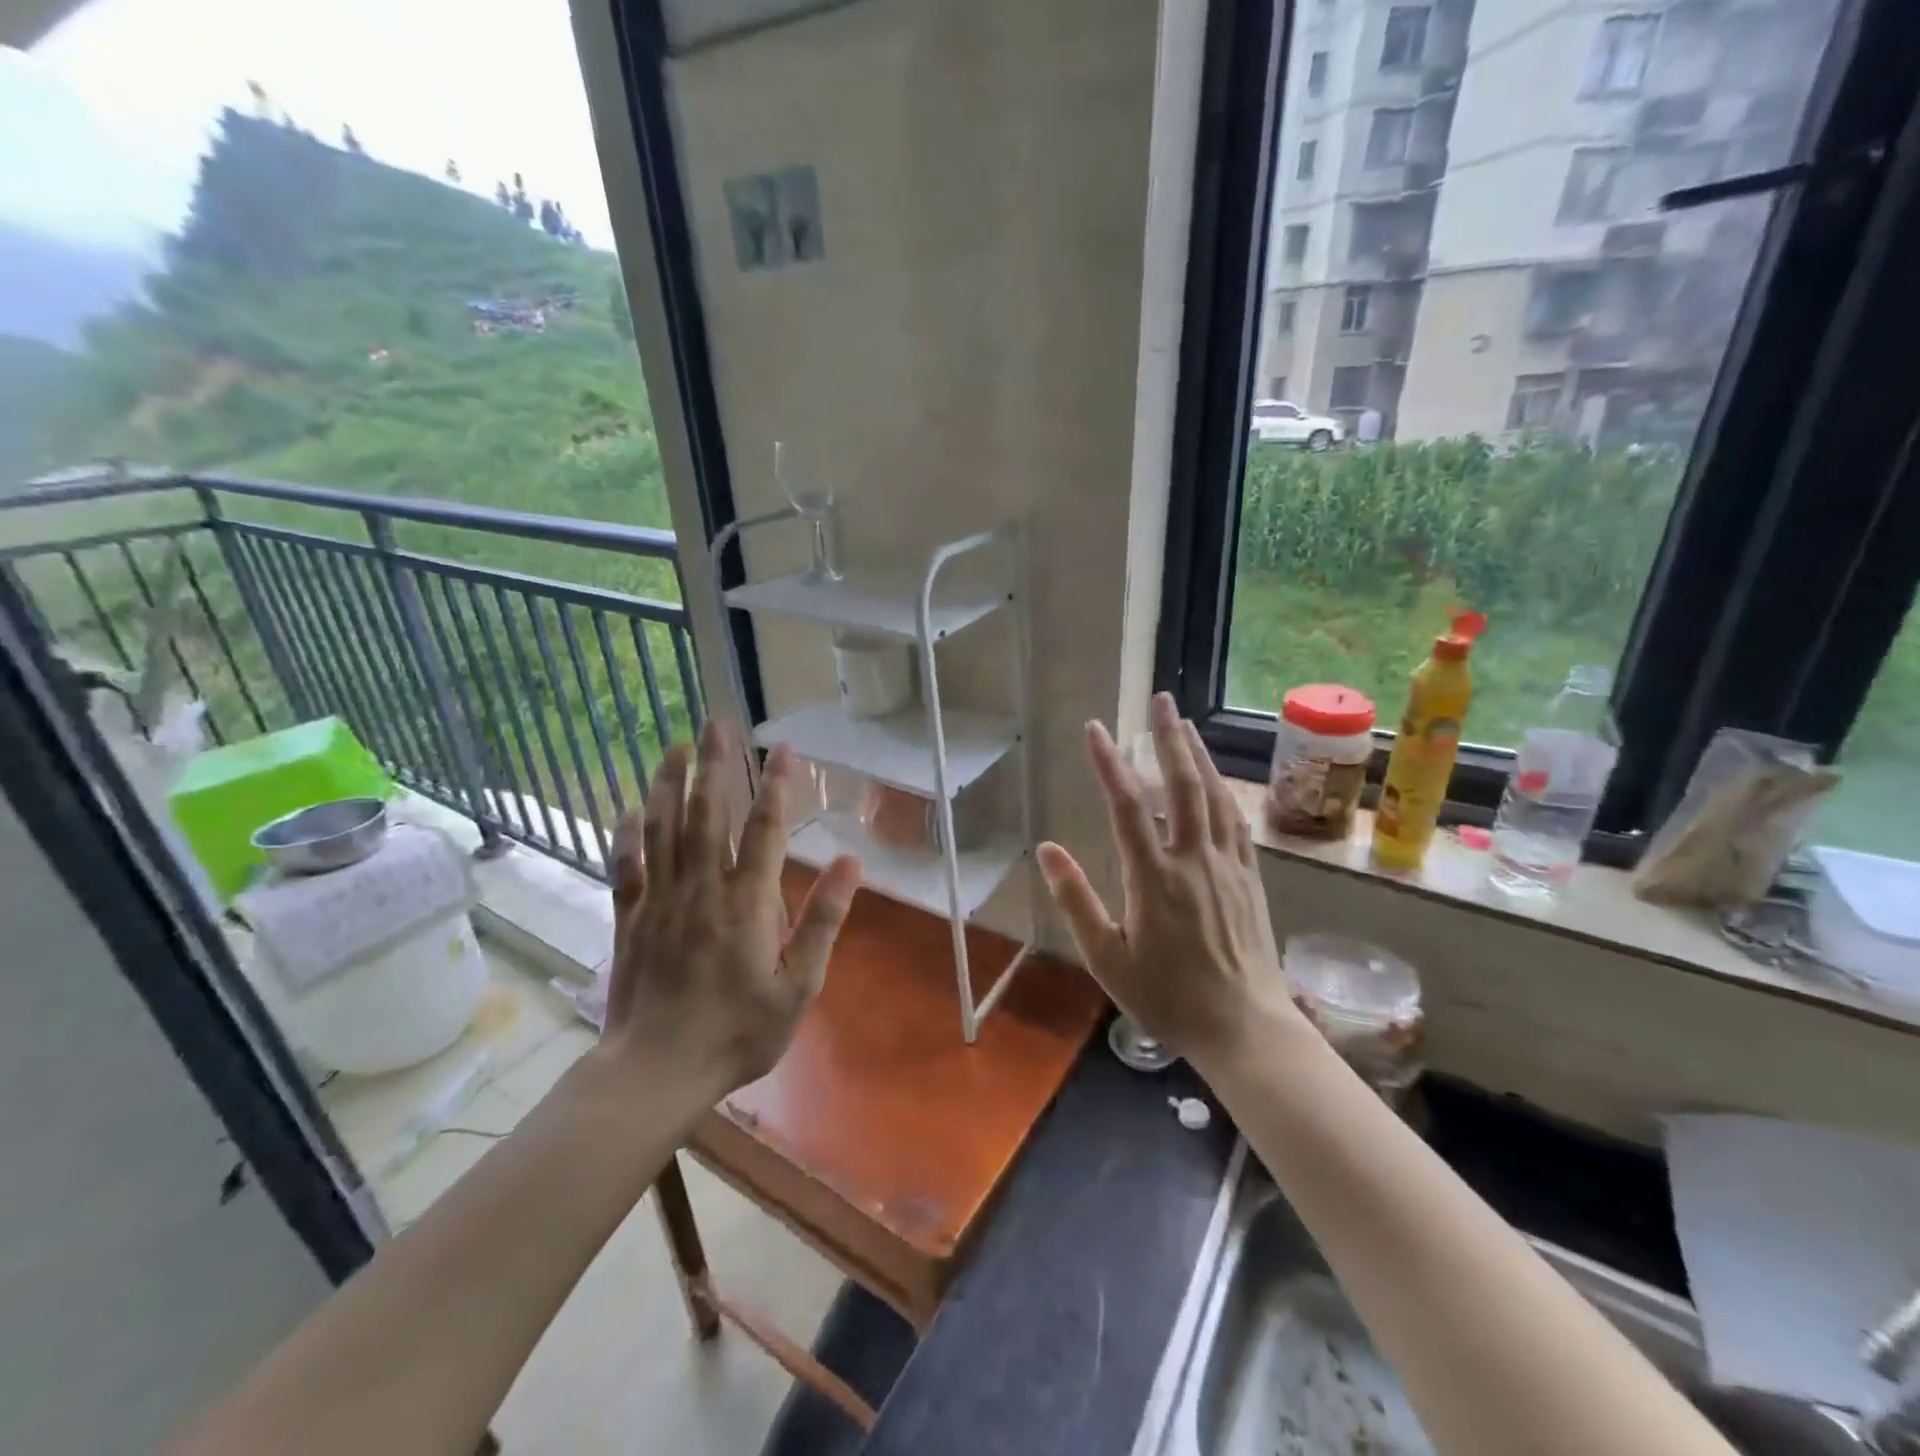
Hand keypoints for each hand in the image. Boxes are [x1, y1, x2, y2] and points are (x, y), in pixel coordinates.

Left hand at [601, 722, 861, 1099]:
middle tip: (716, 721)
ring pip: (663, 828)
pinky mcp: (630, 917)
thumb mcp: (799, 987)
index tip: (781, 747)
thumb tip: (851, 864)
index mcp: (746, 903)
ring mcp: (660, 900)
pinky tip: (630, 807)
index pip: (765, 829)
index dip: (775, 785)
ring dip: (669, 783)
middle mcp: (701, 888)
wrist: (656, 1072)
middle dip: (715, 764)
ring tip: (676, 746)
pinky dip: (627, 832)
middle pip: (707, 813)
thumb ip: (822, 922)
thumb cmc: (738, 1032)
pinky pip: (626, 865)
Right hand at [1037, 693, 1300, 1070]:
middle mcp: (1194, 861)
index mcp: (1154, 879)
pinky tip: (1217, 780)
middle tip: (1161, 700)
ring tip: (1186, 725)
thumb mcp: (1108, 959)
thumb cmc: (1168, 998)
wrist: (1245, 1028)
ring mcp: (1228, 867)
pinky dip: (1224, 791)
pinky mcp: (1250, 878)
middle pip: (1183, 786)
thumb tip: (1045, 850)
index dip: (1110, 764)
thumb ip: (1076, 901)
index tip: (1096, 729)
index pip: (1128, 807)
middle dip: (1169, 739)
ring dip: (1199, 756)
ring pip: (1215, 797)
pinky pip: (1236, 822)